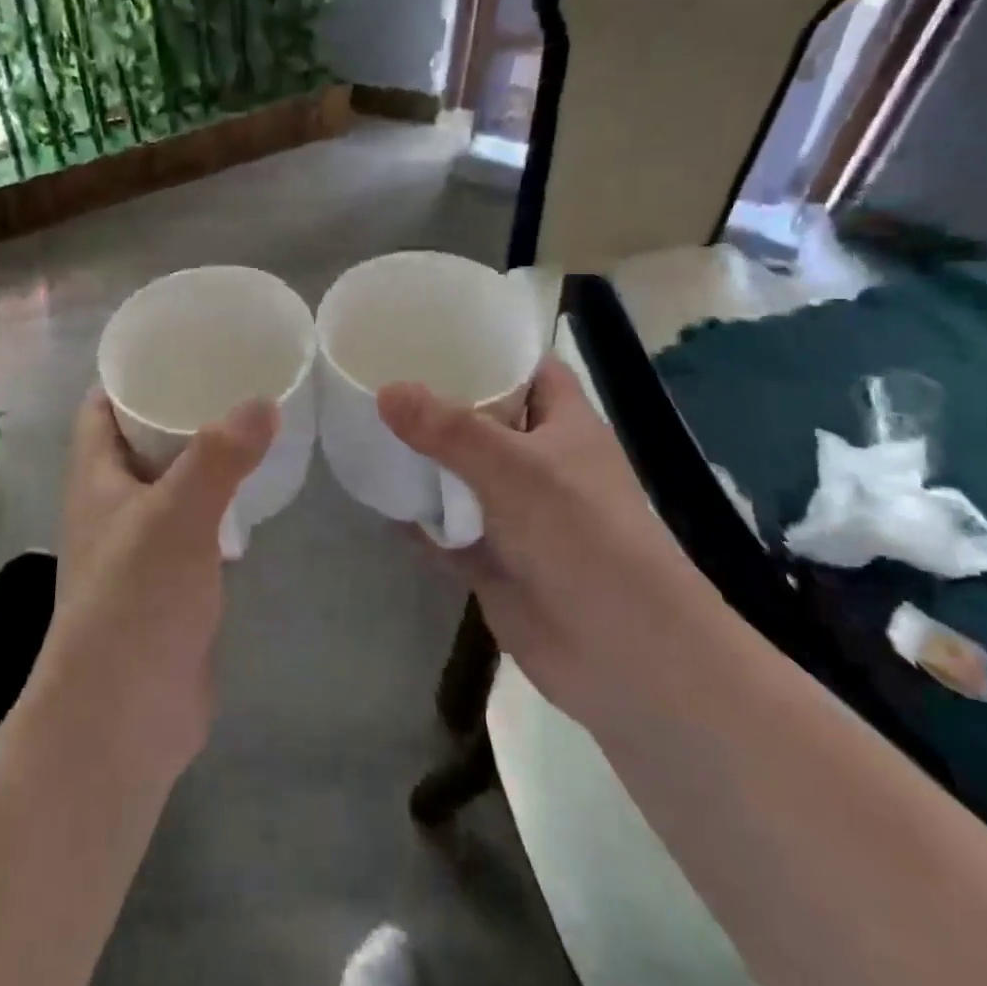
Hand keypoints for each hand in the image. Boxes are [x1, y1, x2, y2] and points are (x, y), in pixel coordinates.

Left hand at [22, 390, 276, 782]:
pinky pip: (196, 524)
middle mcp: (112, 505)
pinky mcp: (171, 582)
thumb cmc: (133, 604)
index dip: (130, 374)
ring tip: (252, 422)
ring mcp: (141, 546)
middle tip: (233, 377)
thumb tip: (263, 401)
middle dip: (178, 408)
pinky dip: (220, 502)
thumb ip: (219, 457)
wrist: (122, 721)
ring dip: (203, 456)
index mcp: (95, 478)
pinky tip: (256, 491)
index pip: (100, 407)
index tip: (178, 346)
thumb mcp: (176, 518)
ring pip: (172, 482)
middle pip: (140, 439)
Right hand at [379, 358, 723, 721]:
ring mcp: (514, 512)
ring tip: (365, 425)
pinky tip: (375, 495)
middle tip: (378, 374)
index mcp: (563, 424)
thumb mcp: (513, 467)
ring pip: (460, 474)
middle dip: (437, 402)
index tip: (430, 332)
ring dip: (422, 459)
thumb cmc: (582, 535)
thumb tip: (385, 391)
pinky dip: (417, 516)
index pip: (527, 368)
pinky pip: (446, 526)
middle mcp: (539, 461)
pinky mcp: (492, 558)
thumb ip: (446, 429)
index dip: (488, 348)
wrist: (622, 653)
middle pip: (483, 419)